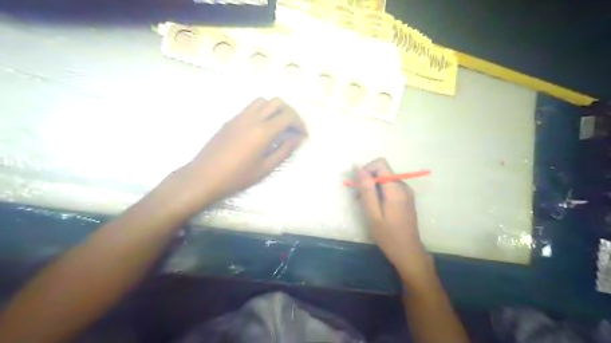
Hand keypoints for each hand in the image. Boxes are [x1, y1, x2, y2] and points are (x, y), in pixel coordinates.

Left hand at [180, 98, 308, 205]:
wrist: (204, 176)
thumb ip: (284, 150)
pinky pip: (251, 107)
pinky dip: (263, 111)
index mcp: (263, 131)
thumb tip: (297, 138)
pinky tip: (263, 127)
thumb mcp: (265, 168)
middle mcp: (252, 118)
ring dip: (276, 109)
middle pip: (277, 102)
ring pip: (263, 101)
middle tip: (294, 128)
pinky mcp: (231, 119)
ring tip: (280, 125)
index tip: (303, 135)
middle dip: (290, 113)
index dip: (300, 124)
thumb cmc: (237, 177)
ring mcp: (240, 116)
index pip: (288, 117)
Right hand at [350, 158, 431, 280]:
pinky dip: (379, 192)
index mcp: (395, 188)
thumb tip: (358, 167)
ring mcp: (407, 191)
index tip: (358, 185)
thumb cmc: (388, 236)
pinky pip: (390, 186)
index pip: (380, 163)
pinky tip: (375, 206)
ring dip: (372, 187)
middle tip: (358, 198)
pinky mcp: (407, 197)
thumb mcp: (372, 213)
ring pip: (385, 178)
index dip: (366, 170)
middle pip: (382, 170)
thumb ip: (366, 189)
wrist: (408, 252)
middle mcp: (403, 186)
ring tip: (365, 204)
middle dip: (368, 180)